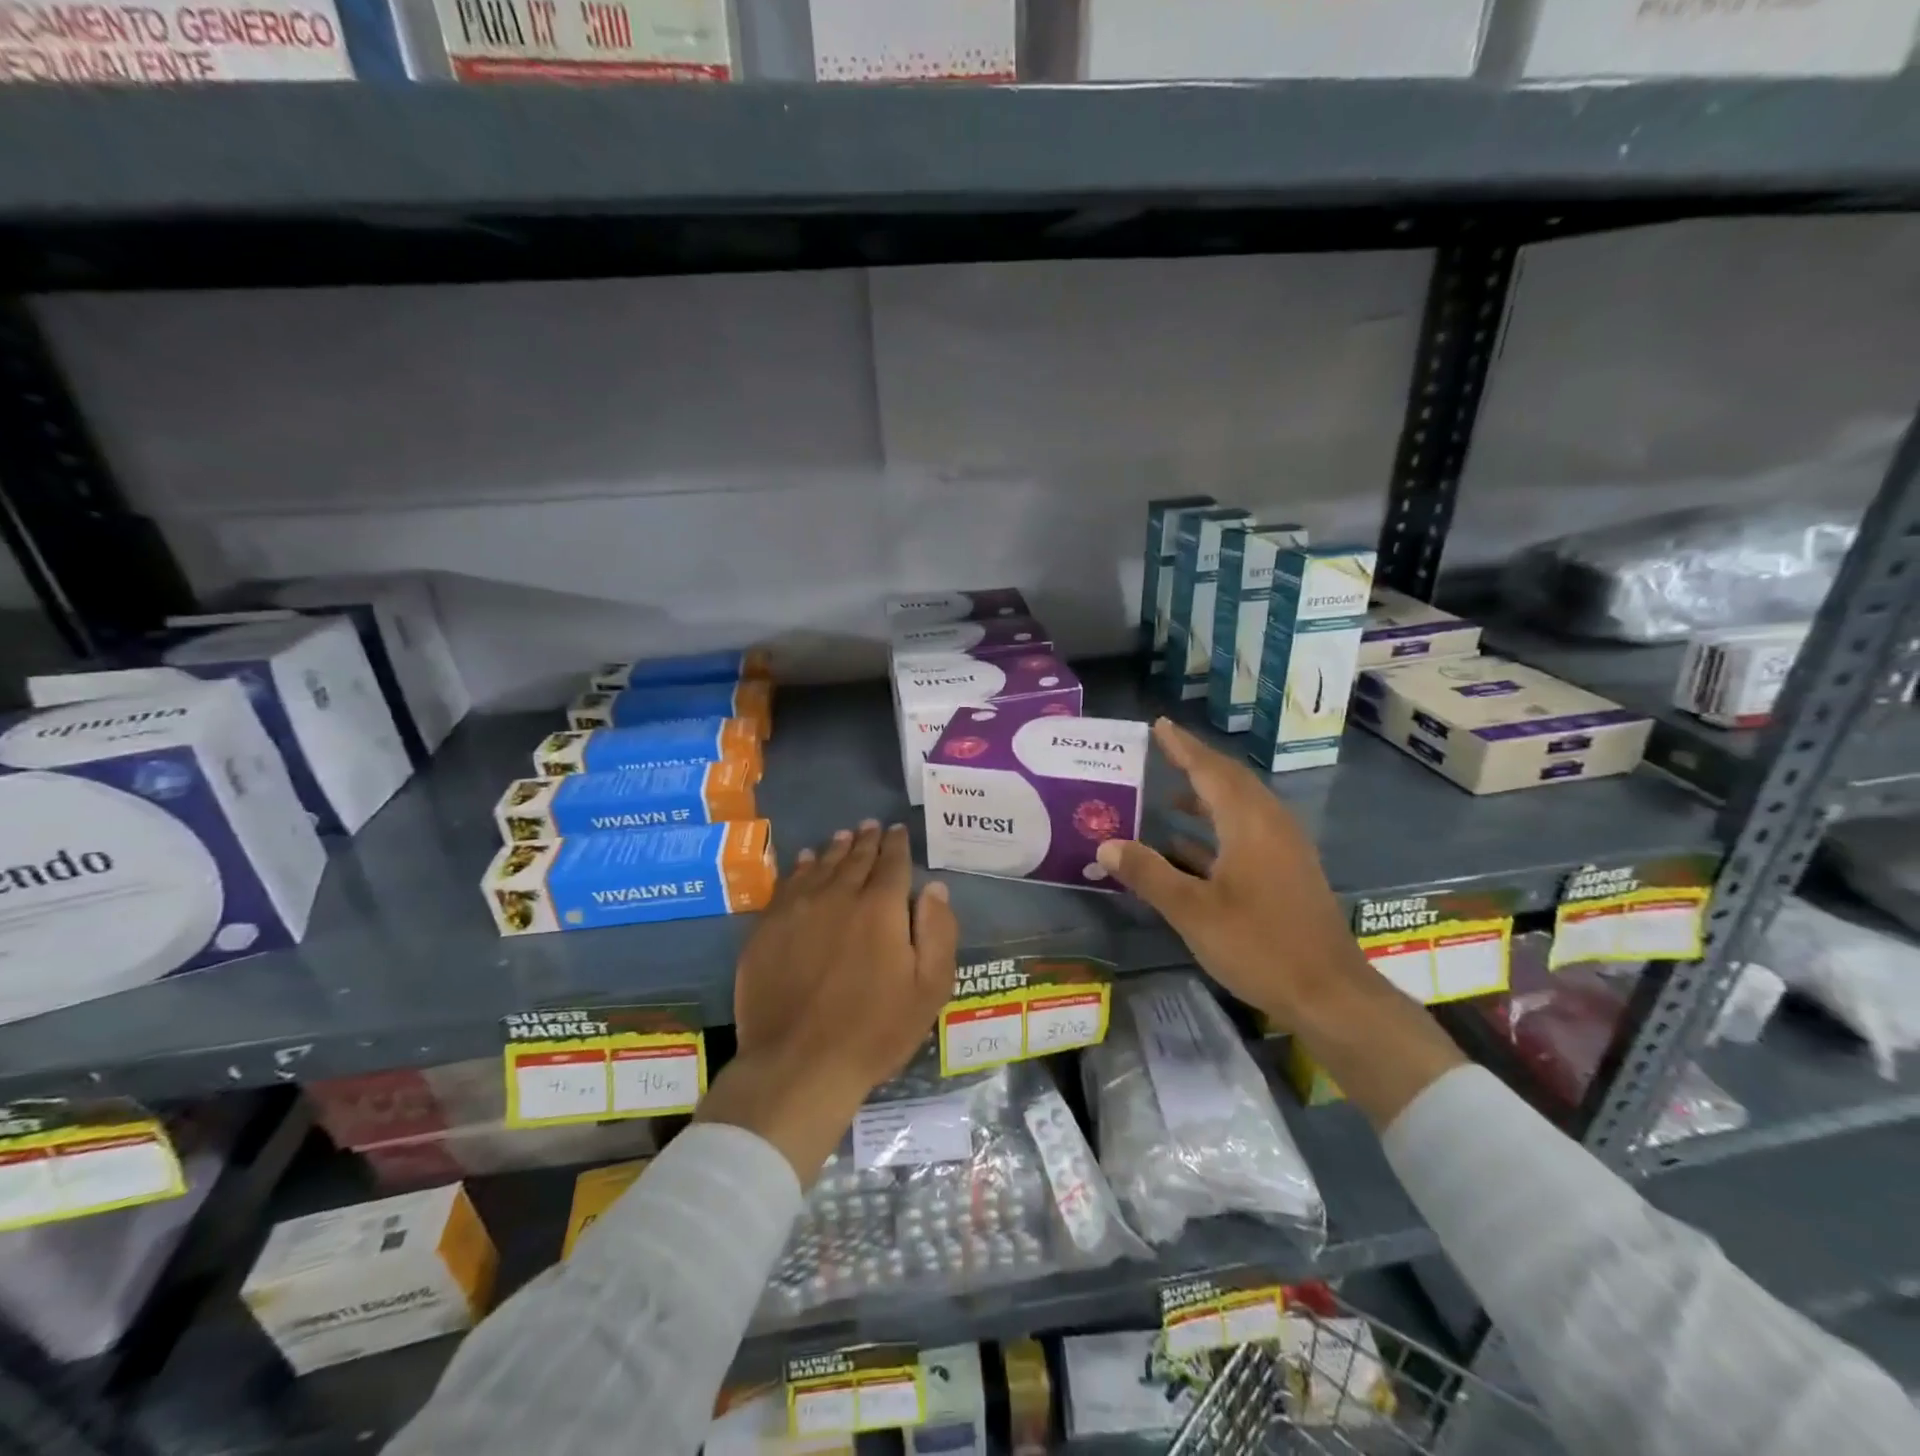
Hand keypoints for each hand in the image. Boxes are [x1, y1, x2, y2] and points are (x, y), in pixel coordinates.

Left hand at [699, 821, 958, 1182]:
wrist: (798, 1063)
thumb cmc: (874, 1030)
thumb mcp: (929, 988)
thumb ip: (938, 931)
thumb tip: (934, 887)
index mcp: (881, 908)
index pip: (892, 863)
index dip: (897, 844)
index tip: (898, 830)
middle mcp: (839, 896)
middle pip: (855, 858)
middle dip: (867, 840)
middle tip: (871, 826)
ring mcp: (798, 909)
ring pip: (820, 866)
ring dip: (835, 849)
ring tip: (843, 836)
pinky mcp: (767, 928)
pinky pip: (788, 885)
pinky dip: (800, 868)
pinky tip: (804, 862)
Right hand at [1093, 719, 1367, 1029]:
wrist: (1329, 995)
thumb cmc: (1259, 946)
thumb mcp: (1192, 911)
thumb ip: (1148, 873)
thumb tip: (1106, 844)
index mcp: (1250, 824)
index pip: (1210, 771)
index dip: (1183, 747)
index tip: (1160, 725)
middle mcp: (1271, 826)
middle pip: (1230, 782)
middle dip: (1195, 764)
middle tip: (1161, 750)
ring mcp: (1284, 850)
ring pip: (1240, 809)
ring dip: (1205, 798)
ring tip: (1168, 795)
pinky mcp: (1288, 873)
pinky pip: (1247, 833)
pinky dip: (1216, 829)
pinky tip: (1188, 847)